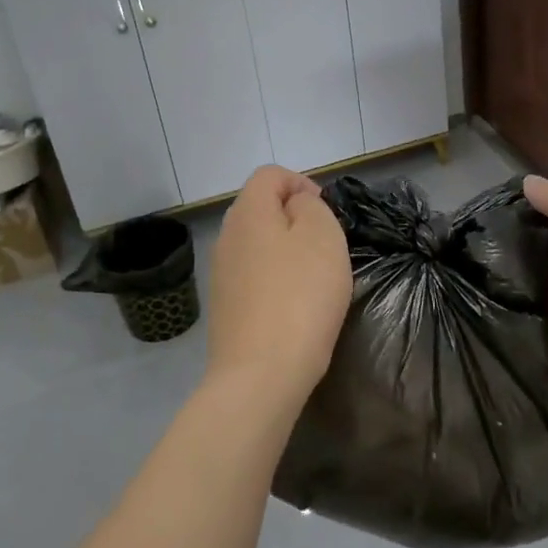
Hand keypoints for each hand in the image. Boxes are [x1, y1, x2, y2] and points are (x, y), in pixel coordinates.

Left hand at [206, 166, 352, 411]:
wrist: (262, 373)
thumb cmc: (300, 295)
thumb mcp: (322, 236)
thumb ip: (310, 207)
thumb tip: (296, 206)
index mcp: (248, 212)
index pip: (269, 174)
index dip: (301, 182)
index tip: (327, 211)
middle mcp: (227, 236)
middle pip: (260, 208)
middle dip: (294, 217)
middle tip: (325, 244)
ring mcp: (221, 274)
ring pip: (257, 244)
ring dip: (286, 250)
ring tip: (314, 277)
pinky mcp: (225, 306)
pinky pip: (253, 276)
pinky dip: (275, 279)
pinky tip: (295, 305)